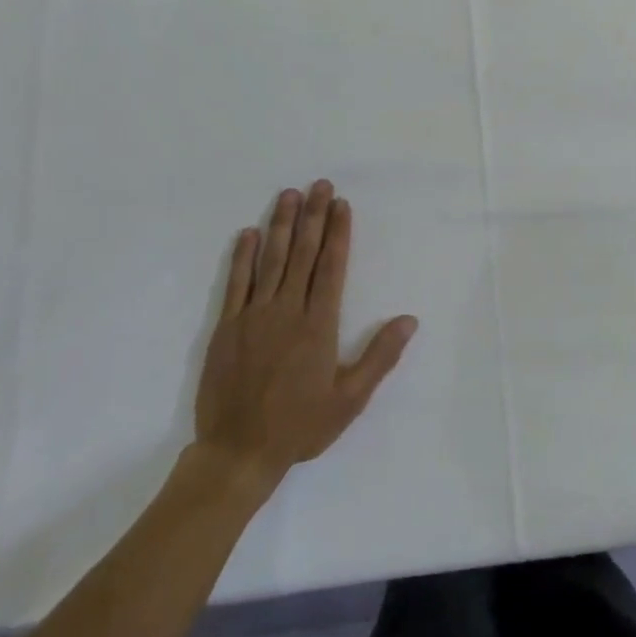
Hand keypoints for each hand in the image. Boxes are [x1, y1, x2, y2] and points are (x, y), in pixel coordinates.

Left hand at [192, 180, 416, 488]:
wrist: (238, 451)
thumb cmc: (301, 425)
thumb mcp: (351, 398)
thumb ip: (380, 356)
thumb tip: (409, 319)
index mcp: (319, 325)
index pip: (331, 267)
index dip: (337, 233)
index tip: (341, 205)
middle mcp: (287, 310)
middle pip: (303, 254)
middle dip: (313, 216)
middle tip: (319, 185)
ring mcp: (253, 316)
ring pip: (271, 260)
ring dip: (281, 225)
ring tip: (289, 195)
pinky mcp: (226, 327)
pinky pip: (236, 283)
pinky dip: (243, 256)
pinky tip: (249, 234)